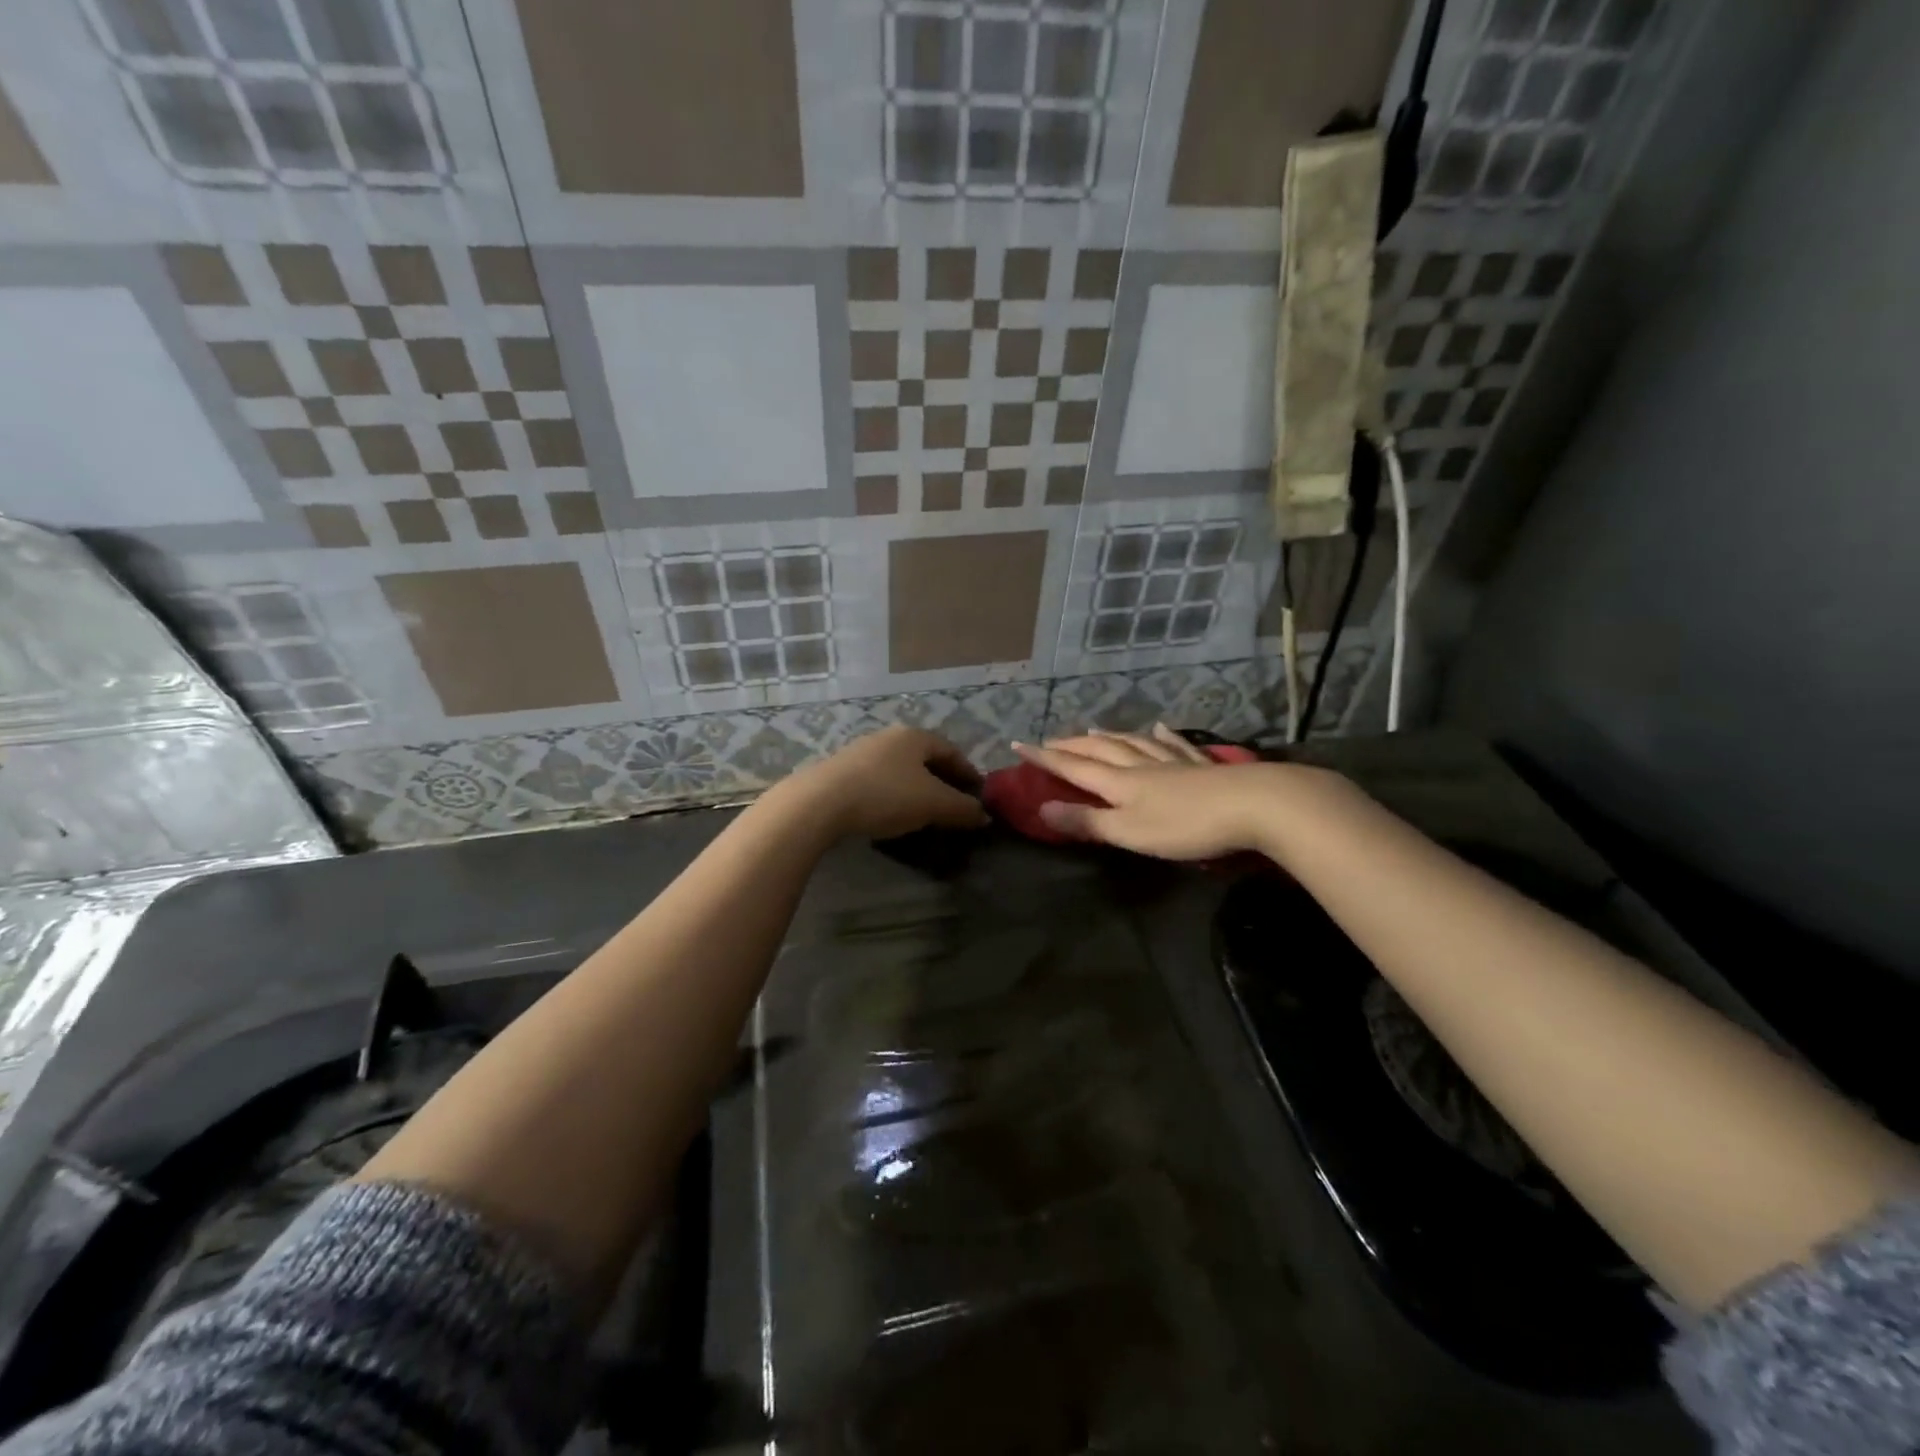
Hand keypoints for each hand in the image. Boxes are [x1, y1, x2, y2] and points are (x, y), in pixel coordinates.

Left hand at [769, 725, 989, 841]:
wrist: (820, 803)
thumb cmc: (886, 795)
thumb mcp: (933, 804)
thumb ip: (962, 808)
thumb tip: (984, 815)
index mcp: (915, 736)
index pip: (951, 751)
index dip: (968, 773)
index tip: (978, 795)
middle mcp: (888, 736)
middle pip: (924, 758)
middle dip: (942, 781)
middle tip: (953, 805)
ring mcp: (861, 751)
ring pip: (899, 769)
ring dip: (915, 789)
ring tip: (923, 813)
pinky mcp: (840, 772)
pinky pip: (878, 781)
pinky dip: (892, 795)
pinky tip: (890, 814)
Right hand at [1011, 724, 1292, 860]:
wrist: (1254, 806)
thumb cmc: (1186, 826)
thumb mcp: (1129, 832)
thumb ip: (1087, 821)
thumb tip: (1042, 807)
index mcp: (1120, 782)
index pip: (1074, 766)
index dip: (1045, 758)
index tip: (1019, 745)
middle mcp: (1142, 765)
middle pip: (1101, 749)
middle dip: (1072, 744)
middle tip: (1051, 740)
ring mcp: (1174, 763)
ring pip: (1134, 744)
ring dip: (1110, 736)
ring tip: (1094, 728)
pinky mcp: (1203, 768)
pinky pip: (1175, 747)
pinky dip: (1162, 737)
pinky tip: (1159, 728)